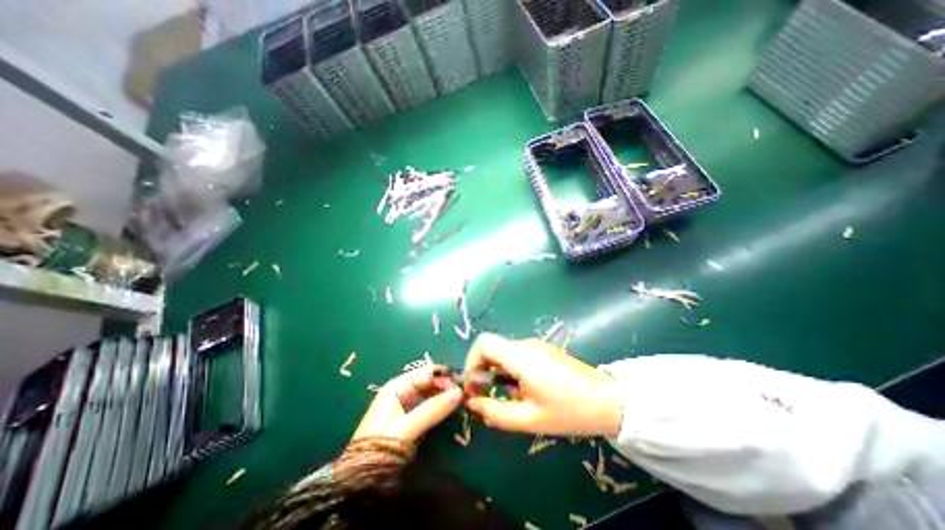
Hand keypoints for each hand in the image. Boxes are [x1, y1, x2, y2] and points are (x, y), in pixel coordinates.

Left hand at [350, 365, 463, 443]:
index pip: (426, 373)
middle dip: (447, 386)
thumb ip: (432, 409)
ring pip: (431, 395)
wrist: (360, 482)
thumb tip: (459, 392)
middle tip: (466, 394)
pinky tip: (452, 410)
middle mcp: (403, 392)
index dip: (445, 376)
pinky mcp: (411, 420)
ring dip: (445, 397)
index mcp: (397, 387)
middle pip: (430, 382)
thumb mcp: (406, 428)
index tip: (464, 384)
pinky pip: (430, 407)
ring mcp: (407, 406)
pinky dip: (441, 408)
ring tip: (464, 401)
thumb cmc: (380, 448)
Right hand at [464, 334, 626, 436]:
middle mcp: (525, 345)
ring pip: (504, 351)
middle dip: (482, 369)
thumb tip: (472, 404)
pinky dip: (510, 369)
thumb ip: (495, 413)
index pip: (483, 343)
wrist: (607, 400)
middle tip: (486, 395)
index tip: (474, 385)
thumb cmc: (568, 411)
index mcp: (520, 357)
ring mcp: (536, 345)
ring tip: (507, 395)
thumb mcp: (529, 419)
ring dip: (496, 370)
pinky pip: (517, 354)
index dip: (471, 361)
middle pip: (492, 347)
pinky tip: (523, 388)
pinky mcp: (543, 350)